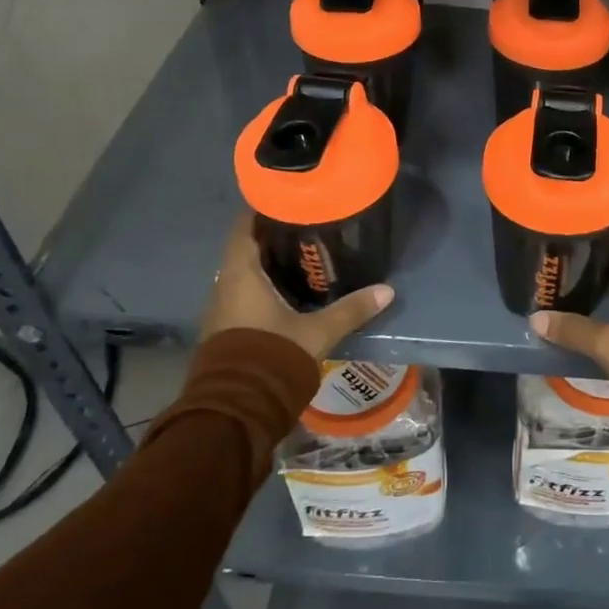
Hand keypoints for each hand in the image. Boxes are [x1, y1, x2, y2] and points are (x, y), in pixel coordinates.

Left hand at [201, 214, 393, 361]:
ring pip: (243, 275)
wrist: (236, 410)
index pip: (244, 228)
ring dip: (265, 265)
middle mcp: (224, 286)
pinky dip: (261, 287)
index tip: (286, 198)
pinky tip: (287, 292)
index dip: (261, 210)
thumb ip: (350, 309)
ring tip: (301, 256)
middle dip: (271, 237)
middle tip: (304, 226)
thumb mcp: (317, 332)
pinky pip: (242, 296)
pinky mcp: (224, 331)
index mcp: (241, 275)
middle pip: (245, 250)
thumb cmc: (272, 356)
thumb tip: (387, 290)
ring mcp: (221, 311)